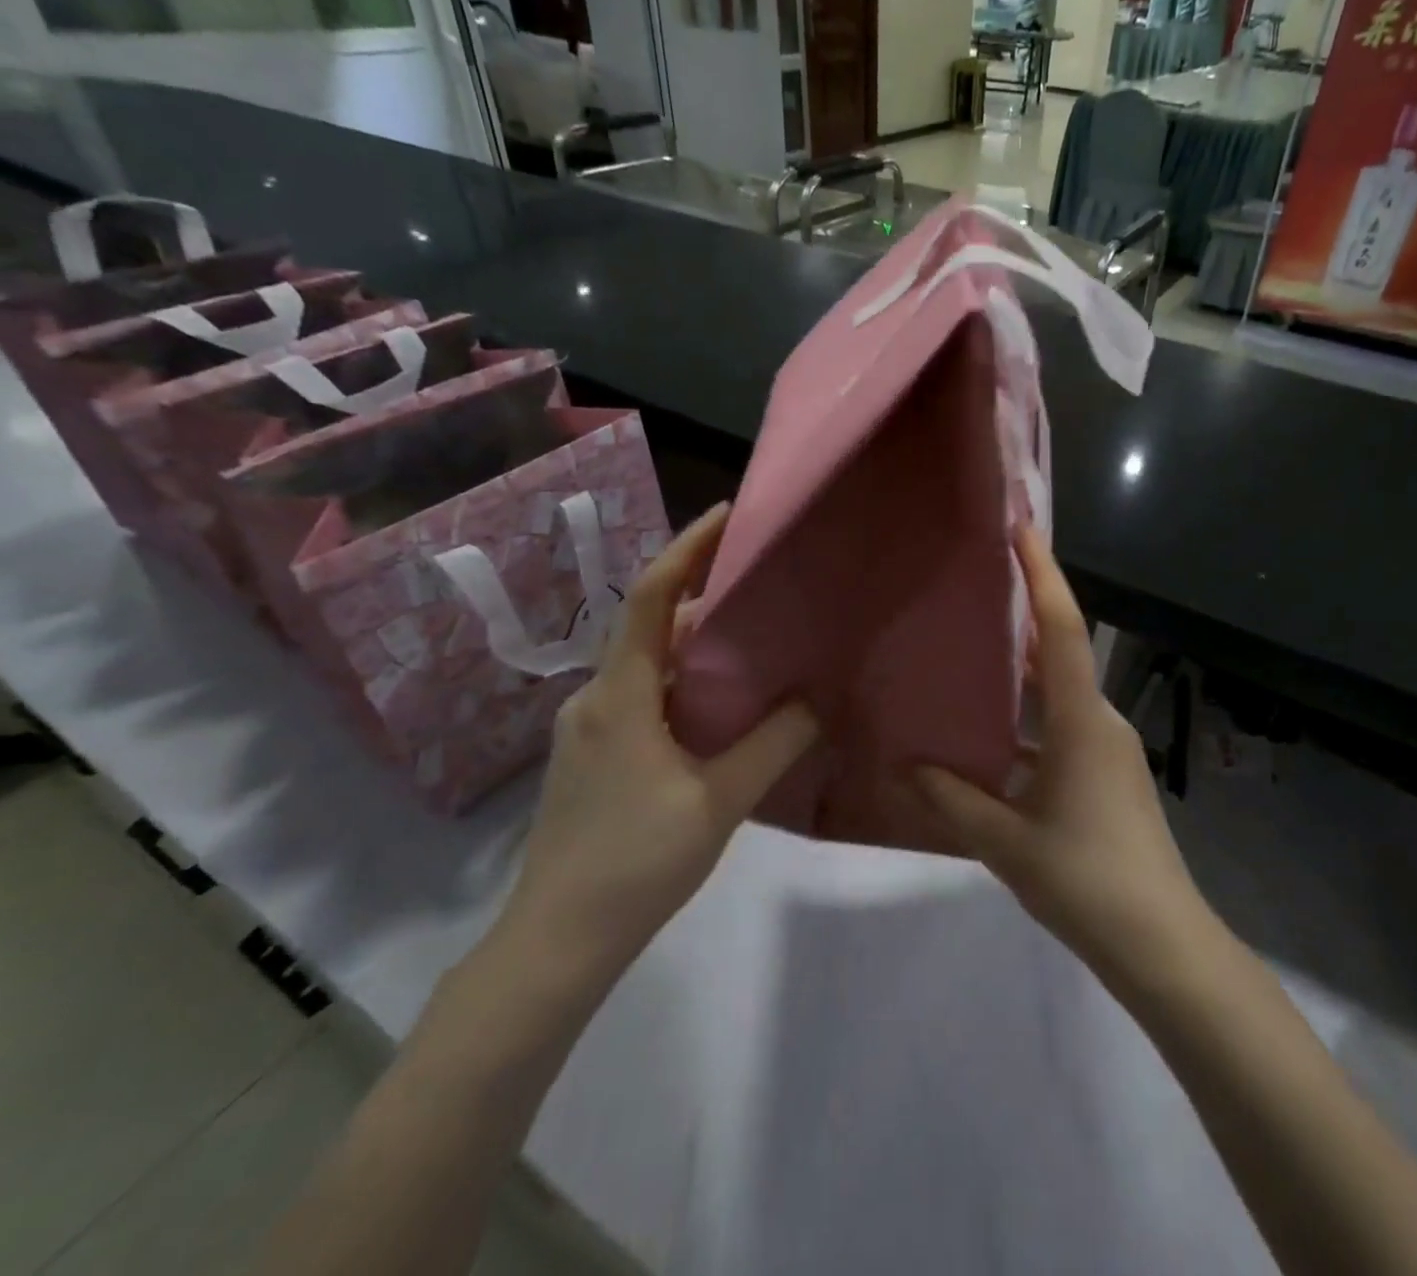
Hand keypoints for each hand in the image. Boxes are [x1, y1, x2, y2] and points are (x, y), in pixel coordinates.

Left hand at [504, 504, 817, 982]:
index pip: (651, 598)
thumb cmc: (635, 863)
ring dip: (695, 648)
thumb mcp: (719, 801)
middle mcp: (595, 698)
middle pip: (651, 628)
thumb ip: (773, 744)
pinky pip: (641, 697)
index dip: (687, 550)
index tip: (726, 517)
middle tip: (764, 589)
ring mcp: (587, 730)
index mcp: (620, 694)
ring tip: (754, 645)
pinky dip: (682, 684)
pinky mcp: (591, 758)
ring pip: (647, 666)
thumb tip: (816, 699)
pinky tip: (719, 709)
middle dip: (705, 600)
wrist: (555, 944)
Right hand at [914, 527, 1210, 976]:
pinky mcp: (1107, 776)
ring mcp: (1107, 750)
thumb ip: (954, 800)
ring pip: (1058, 694)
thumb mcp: (1007, 842)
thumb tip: (906, 770)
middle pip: (1058, 653)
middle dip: (1023, 615)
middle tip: (977, 586)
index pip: (1059, 630)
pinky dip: (1028, 720)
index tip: (1021, 529)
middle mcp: (1099, 722)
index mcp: (1081, 722)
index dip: (1042, 575)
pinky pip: (1061, 728)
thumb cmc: (1085, 879)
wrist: (1161, 943)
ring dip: (1021, 673)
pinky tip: (989, 737)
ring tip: (970, 653)